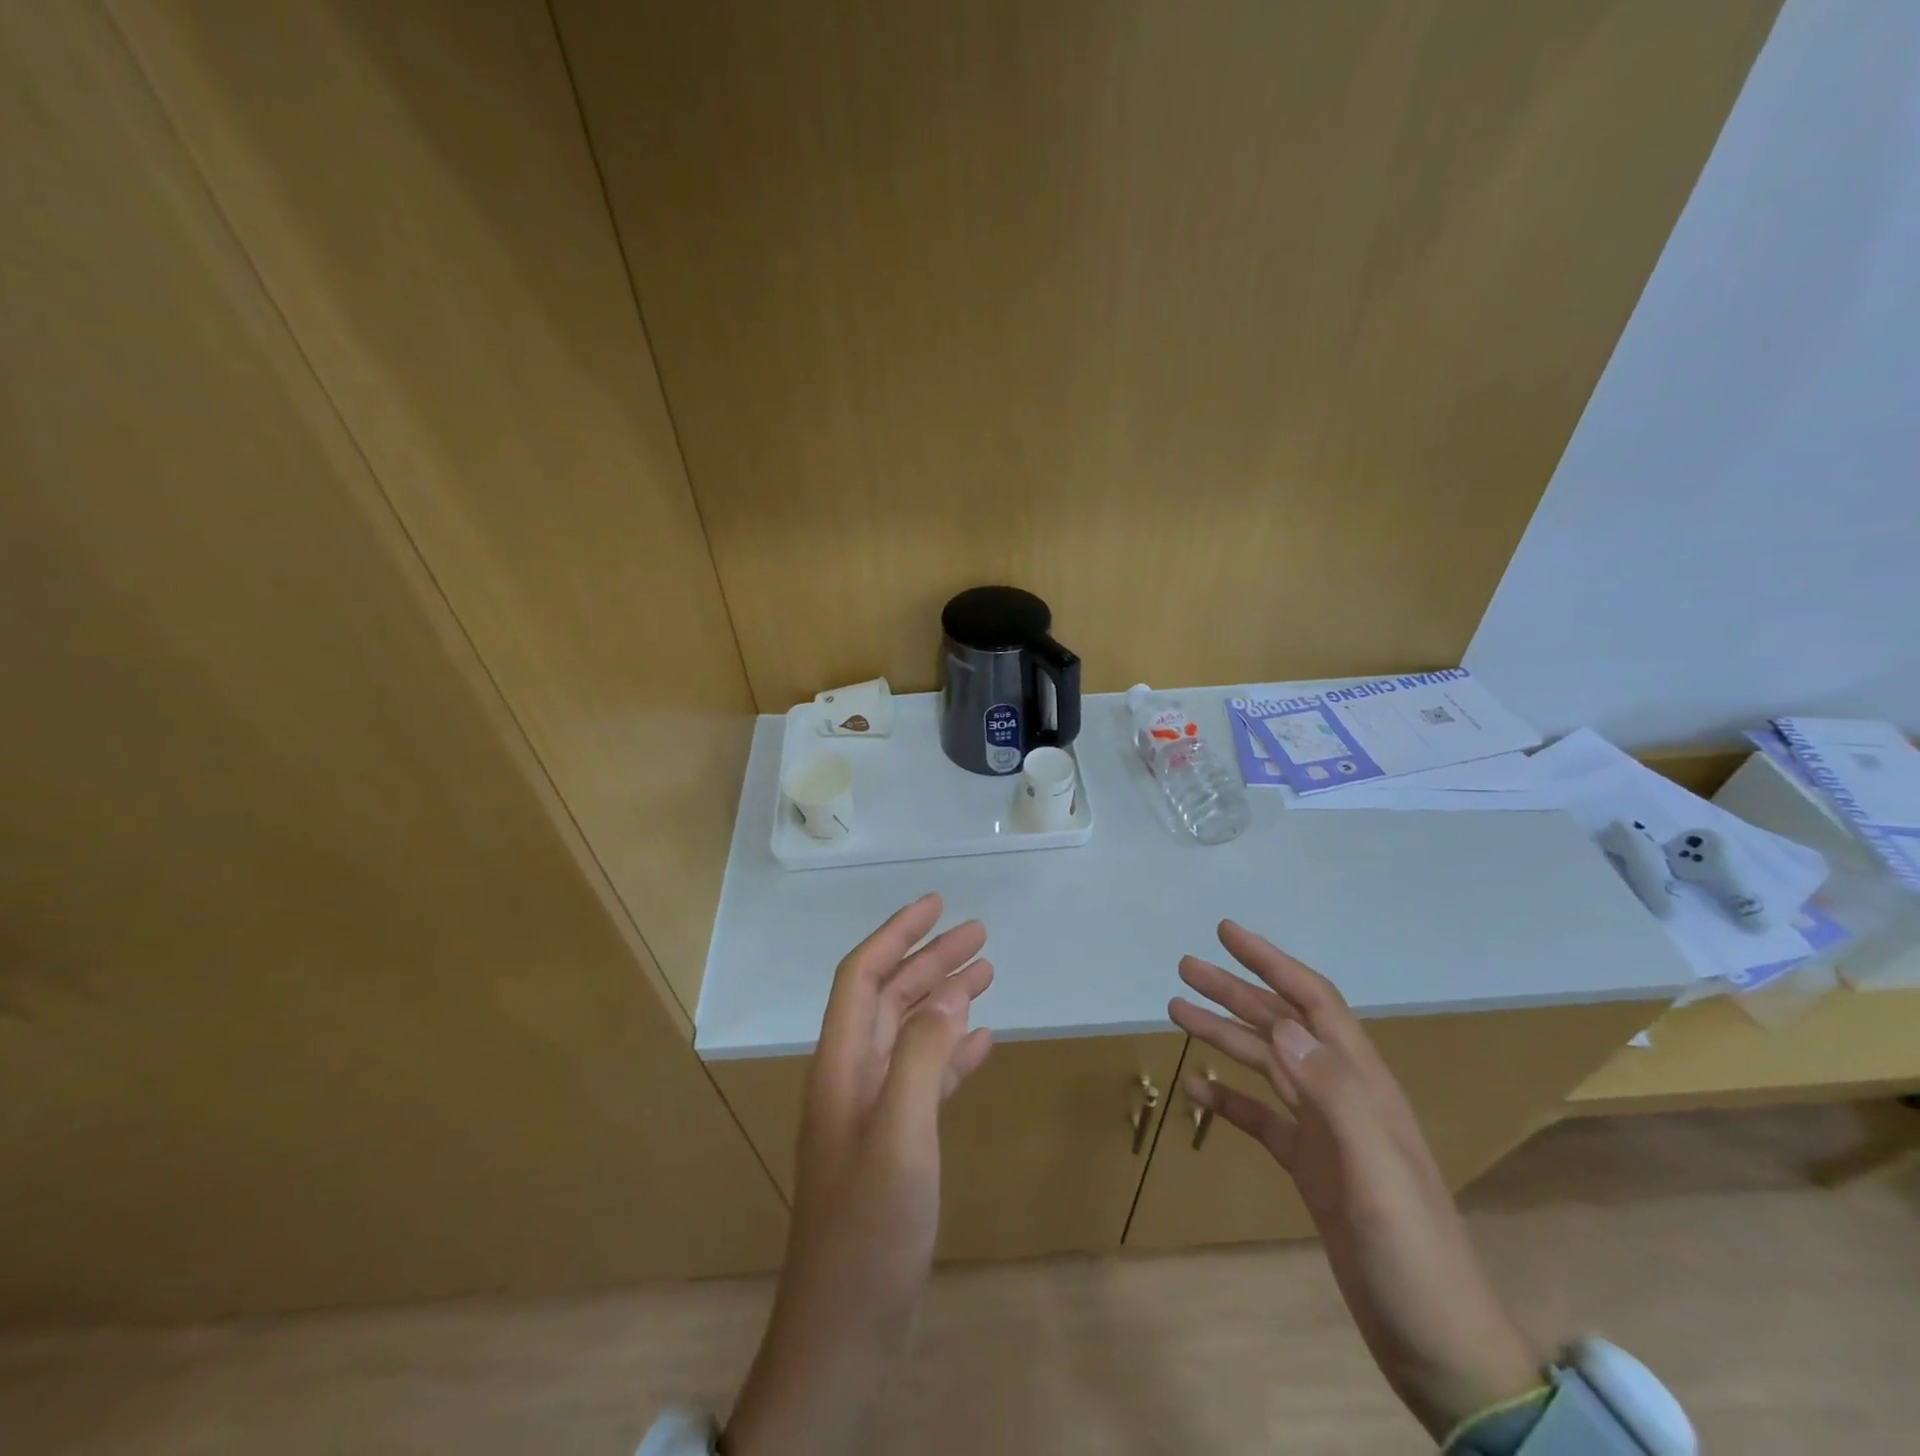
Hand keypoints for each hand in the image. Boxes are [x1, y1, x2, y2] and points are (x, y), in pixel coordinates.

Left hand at [724, 894, 993, 1455]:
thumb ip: (922, 1056)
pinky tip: (982, 1041)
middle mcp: (853, 1076)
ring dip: (945, 999)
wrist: (844, 1329)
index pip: (863, 976)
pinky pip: (926, 1076)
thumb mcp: (900, 1132)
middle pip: (891, 997)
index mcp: (841, 1064)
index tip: (936, 904)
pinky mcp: (894, 1142)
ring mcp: (873, 1110)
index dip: (896, 934)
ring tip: (987, 972)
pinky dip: (952, 1051)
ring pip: (911, 1033)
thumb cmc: (869, 1227)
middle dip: (930, 959)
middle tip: (979, 934)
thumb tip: (949, 994)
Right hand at [1169, 922, 1540, 1441]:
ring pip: (1265, 1063)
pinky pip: (1259, 1117)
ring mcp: (1325, 1132)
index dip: (1271, 962)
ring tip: (1177, 1011)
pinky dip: (1227, 1097)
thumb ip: (1332, 1093)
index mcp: (1362, 1084)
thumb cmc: (1413, 1255)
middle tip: (1185, 968)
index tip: (1227, 933)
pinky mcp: (1310, 1167)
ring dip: (1224, 1034)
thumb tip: (1280, 1023)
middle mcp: (1341, 1095)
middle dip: (1234, 991)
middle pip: (1281, 1024)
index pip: (1312, 1001)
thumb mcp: (1375, 1172)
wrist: (1441, 1348)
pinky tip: (1197, 1088)